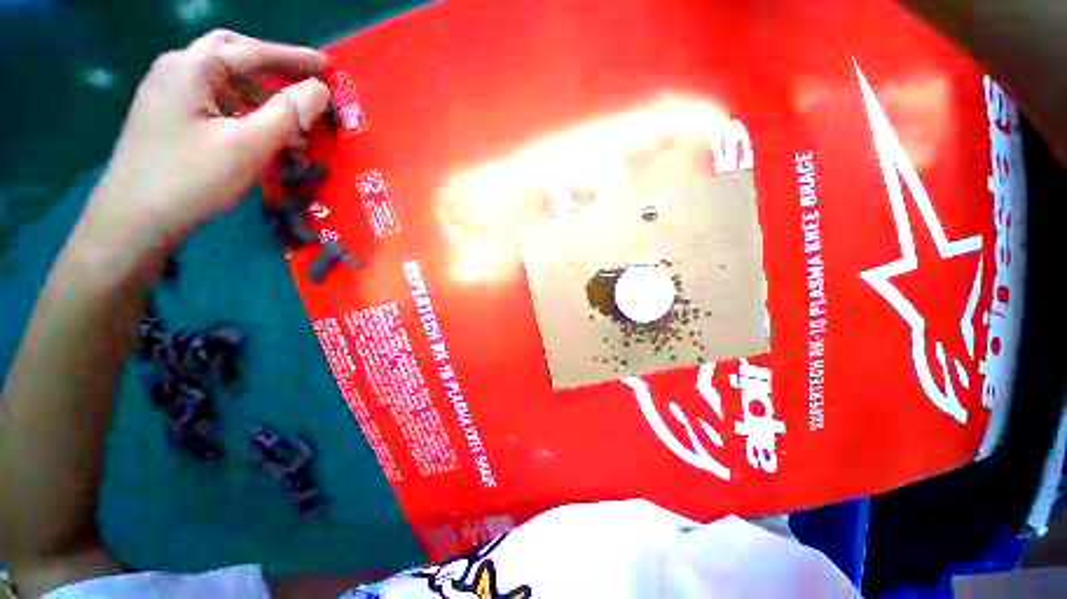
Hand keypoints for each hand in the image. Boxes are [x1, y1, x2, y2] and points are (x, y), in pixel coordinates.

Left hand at [76, 30, 330, 277]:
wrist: (132, 220)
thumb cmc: (190, 178)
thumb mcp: (247, 145)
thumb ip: (287, 113)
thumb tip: (320, 91)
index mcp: (192, 67)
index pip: (253, 52)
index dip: (294, 58)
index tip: (328, 67)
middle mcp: (177, 70)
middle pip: (232, 54)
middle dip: (272, 65)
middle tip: (304, 81)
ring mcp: (168, 93)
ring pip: (223, 78)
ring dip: (259, 90)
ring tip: (289, 113)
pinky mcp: (168, 116)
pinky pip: (213, 99)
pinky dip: (242, 106)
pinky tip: (258, 127)